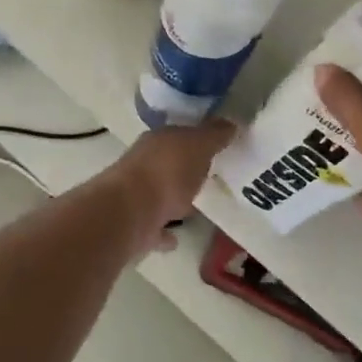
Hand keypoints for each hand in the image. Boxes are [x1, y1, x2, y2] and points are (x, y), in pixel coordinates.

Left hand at [112, 119, 235, 250]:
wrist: (130, 213)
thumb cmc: (167, 172)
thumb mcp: (198, 146)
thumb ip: (214, 135)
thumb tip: (231, 123)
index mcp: (157, 140)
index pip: (180, 134)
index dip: (199, 139)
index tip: (218, 148)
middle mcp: (144, 163)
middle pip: (168, 162)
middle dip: (185, 167)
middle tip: (210, 176)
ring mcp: (136, 195)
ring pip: (159, 193)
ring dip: (174, 198)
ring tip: (197, 206)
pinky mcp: (135, 224)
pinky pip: (155, 226)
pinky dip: (165, 231)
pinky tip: (177, 238)